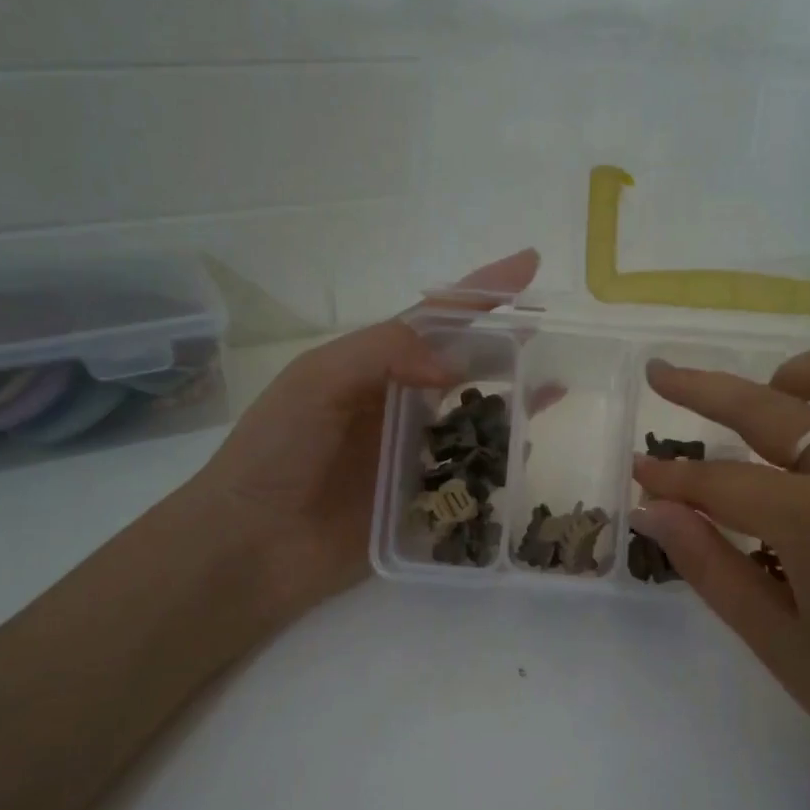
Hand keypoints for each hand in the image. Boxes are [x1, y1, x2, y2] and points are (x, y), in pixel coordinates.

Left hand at [177, 249, 540, 624]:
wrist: (252, 545)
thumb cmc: (276, 453)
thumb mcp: (317, 381)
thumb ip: (384, 352)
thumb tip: (456, 367)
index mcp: (372, 368)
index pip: (436, 320)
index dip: (480, 291)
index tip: (527, 265)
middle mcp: (398, 406)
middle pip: (465, 366)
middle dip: (507, 345)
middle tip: (555, 334)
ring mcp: (412, 455)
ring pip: (475, 419)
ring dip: (513, 402)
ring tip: (556, 387)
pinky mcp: (422, 503)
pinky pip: (471, 476)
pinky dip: (500, 462)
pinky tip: (527, 453)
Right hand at [630, 349, 809, 809]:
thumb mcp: (780, 646)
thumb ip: (712, 568)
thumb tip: (654, 512)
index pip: (722, 481)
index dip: (672, 476)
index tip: (638, 469)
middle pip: (772, 411)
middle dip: (705, 390)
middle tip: (663, 375)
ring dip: (804, 375)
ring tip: (775, 393)